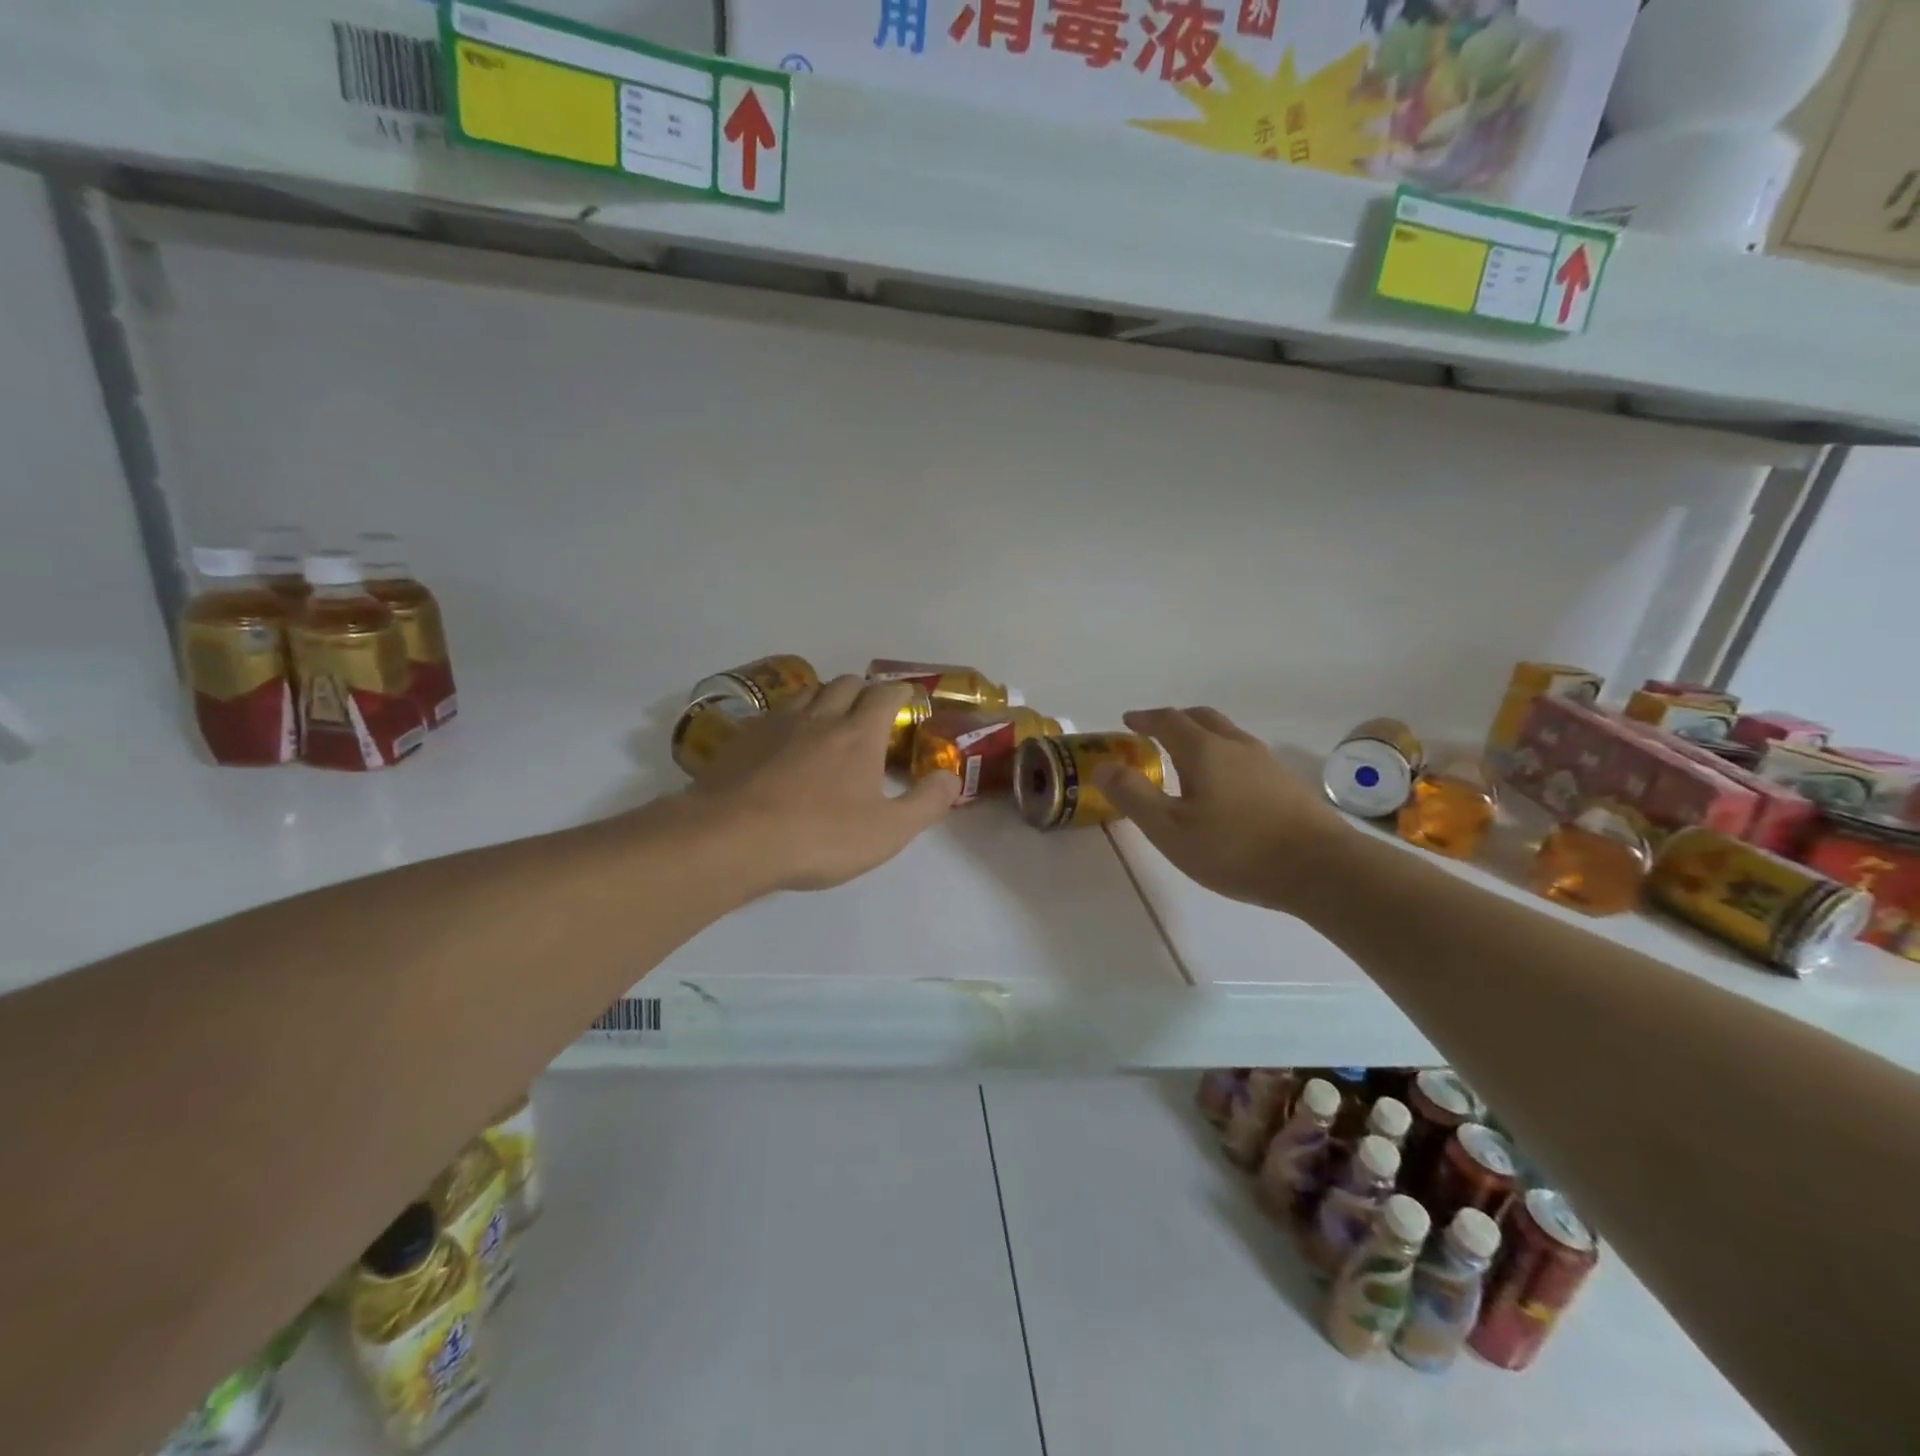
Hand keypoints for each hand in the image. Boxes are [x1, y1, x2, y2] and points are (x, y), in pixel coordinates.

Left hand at [690, 677, 959, 891]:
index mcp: (858, 735)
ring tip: (830, 718)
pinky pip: (775, 713)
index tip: (907, 698)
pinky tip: (786, 740)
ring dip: (826, 697)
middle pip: (845, 684)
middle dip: (863, 691)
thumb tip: (952, 777)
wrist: (732, 839)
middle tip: (870, 711)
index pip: (885, 695)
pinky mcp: (744, 738)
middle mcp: (820, 718)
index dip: (901, 692)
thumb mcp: (888, 831)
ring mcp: (777, 724)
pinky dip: (790, 716)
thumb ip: (926, 803)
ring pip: (808, 692)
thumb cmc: (819, 836)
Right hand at [1096, 707, 1348, 913]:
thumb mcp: (1170, 829)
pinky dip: (1224, 757)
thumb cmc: (1235, 849)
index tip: (1128, 721)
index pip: (1168, 720)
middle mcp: (1236, 745)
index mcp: (1204, 750)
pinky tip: (1225, 787)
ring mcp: (1267, 762)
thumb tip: (1102, 766)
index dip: (1144, 718)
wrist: (1321, 869)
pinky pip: (1245, 756)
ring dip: (1202, 737)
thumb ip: (1133, 795)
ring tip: (1187, 761)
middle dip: (1175, 721)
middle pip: (1202, 718)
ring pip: (1227, 735)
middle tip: (1155, 734)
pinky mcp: (1287, 784)